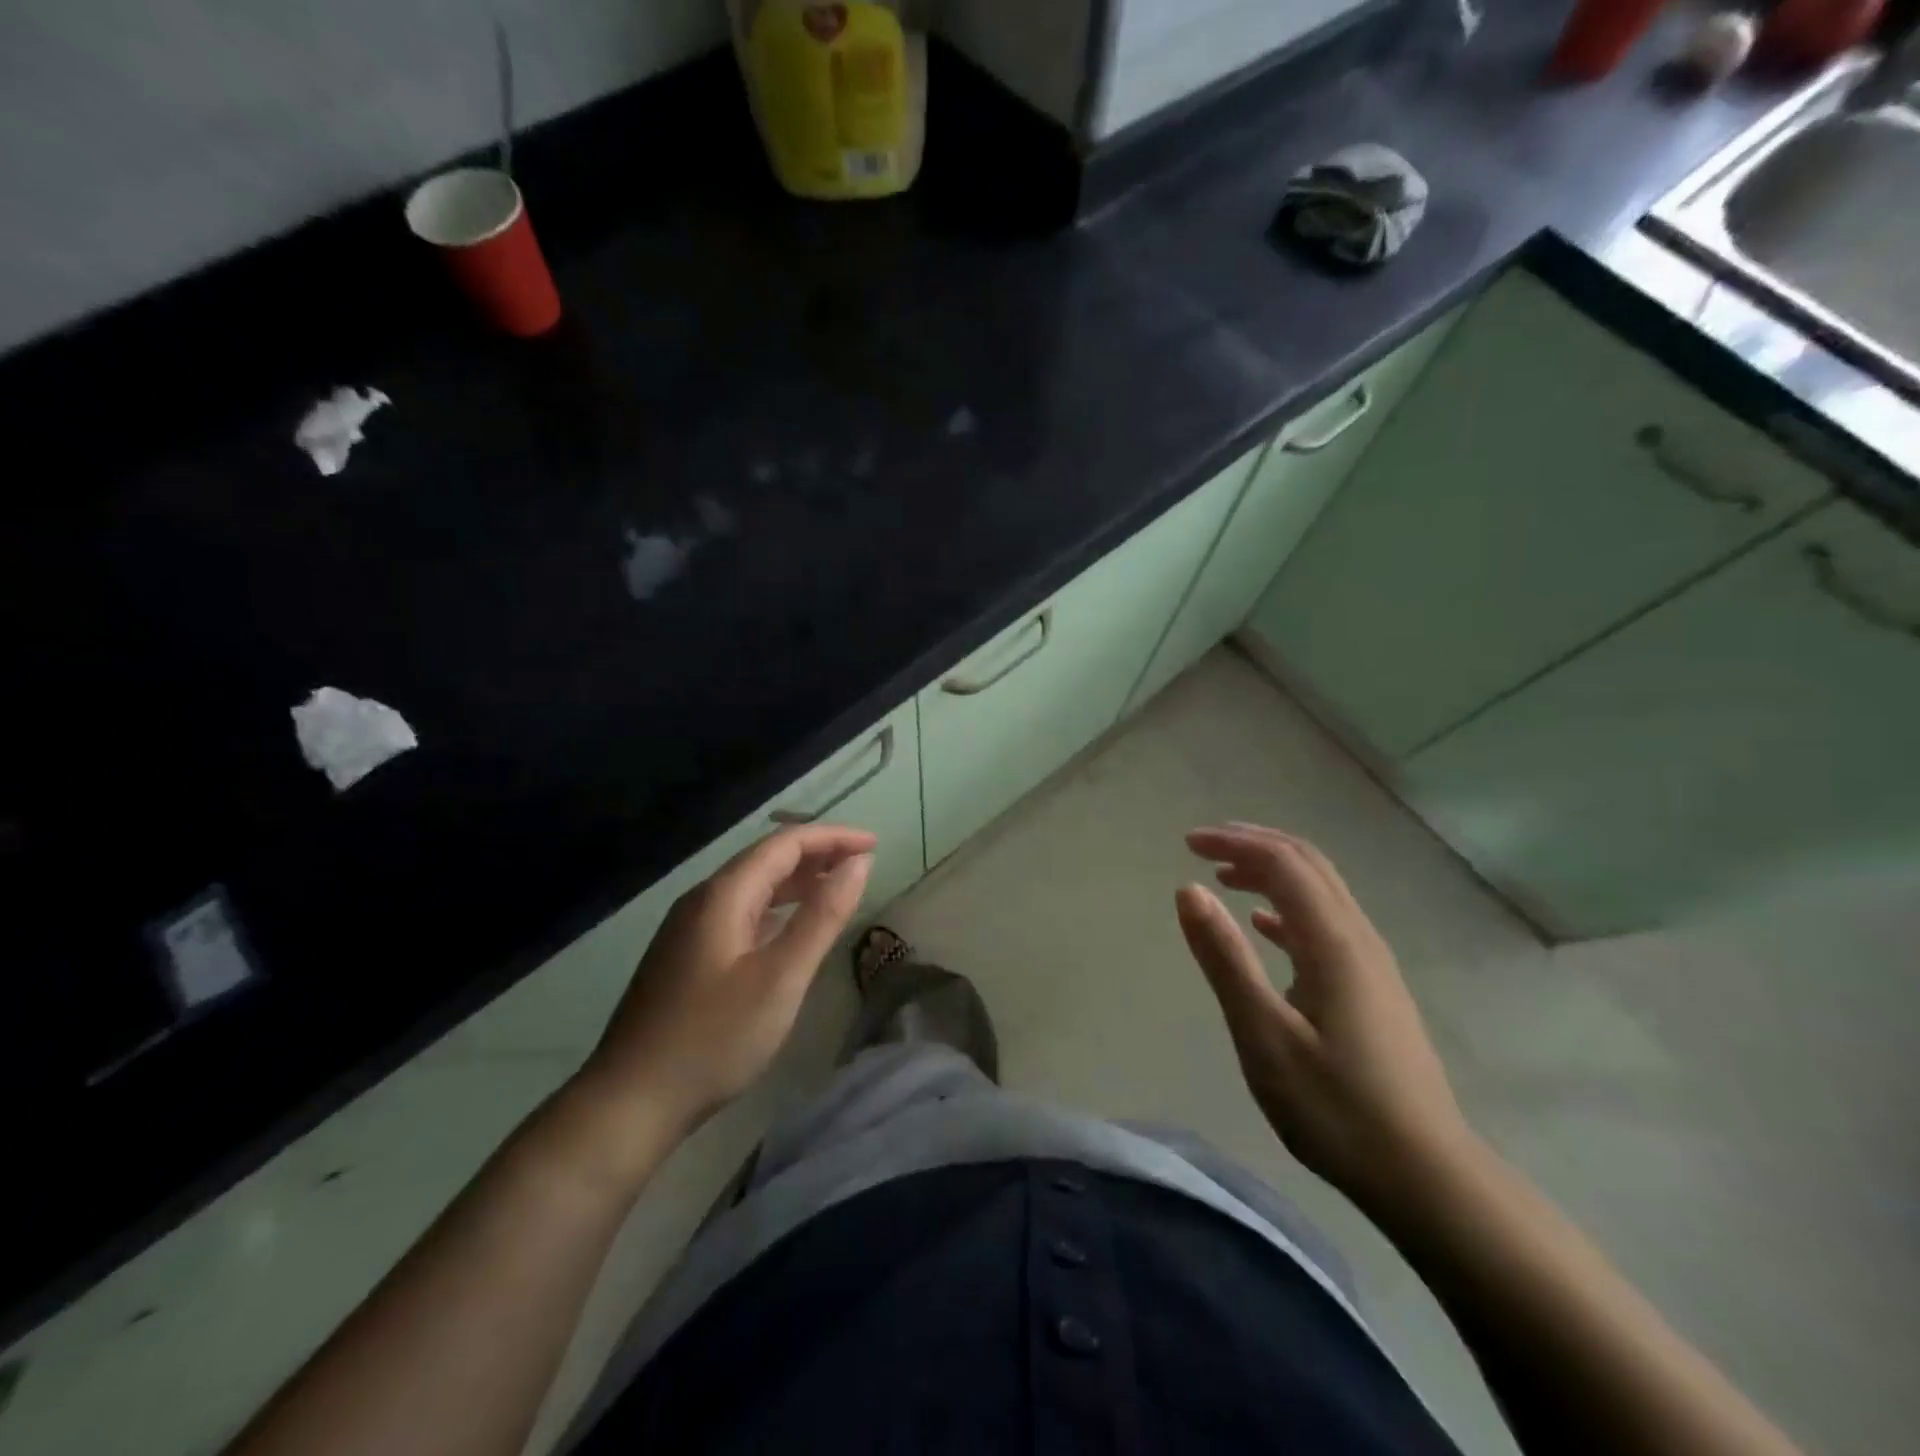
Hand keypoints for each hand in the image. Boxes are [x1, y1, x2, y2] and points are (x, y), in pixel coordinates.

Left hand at [582, 825, 874, 1137]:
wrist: (629, 1102)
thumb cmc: (713, 1038)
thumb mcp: (781, 977)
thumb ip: (822, 916)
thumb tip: (858, 864)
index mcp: (723, 895)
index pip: (785, 844)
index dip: (833, 837)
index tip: (874, 845)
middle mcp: (702, 900)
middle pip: (766, 860)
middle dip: (818, 855)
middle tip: (863, 865)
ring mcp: (689, 929)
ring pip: (752, 888)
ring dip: (797, 882)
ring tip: (838, 888)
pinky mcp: (685, 957)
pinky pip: (740, 914)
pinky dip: (776, 909)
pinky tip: (791, 928)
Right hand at [1176, 823, 1472, 1213]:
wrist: (1426, 1175)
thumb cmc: (1336, 1107)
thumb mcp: (1264, 1035)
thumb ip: (1225, 958)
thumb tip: (1188, 890)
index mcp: (1333, 942)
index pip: (1282, 863)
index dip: (1234, 842)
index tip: (1187, 843)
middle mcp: (1358, 938)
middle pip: (1308, 864)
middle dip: (1254, 843)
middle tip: (1203, 846)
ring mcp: (1371, 962)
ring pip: (1320, 890)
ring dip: (1272, 870)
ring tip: (1224, 875)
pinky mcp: (1372, 987)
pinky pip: (1326, 922)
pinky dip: (1287, 906)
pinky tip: (1262, 923)